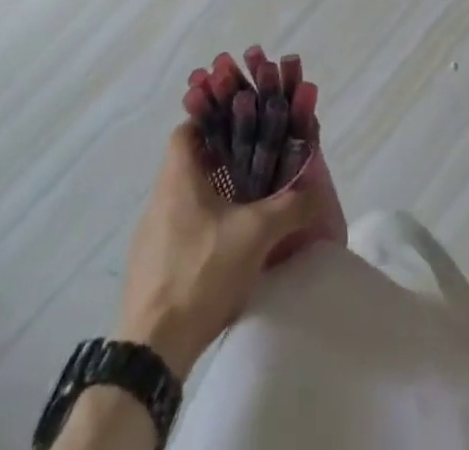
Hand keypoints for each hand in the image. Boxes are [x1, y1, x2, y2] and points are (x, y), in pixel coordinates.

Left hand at [117, 123, 319, 379]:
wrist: (153, 348)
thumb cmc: (202, 272)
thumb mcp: (256, 234)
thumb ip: (291, 206)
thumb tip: (318, 190)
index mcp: (178, 176)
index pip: (188, 128)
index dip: (212, 120)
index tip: (240, 125)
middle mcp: (159, 197)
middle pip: (188, 161)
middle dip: (220, 159)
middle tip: (254, 163)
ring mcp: (150, 233)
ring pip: (184, 196)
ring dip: (211, 194)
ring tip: (245, 204)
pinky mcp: (149, 265)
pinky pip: (178, 228)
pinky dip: (201, 226)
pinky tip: (224, 246)